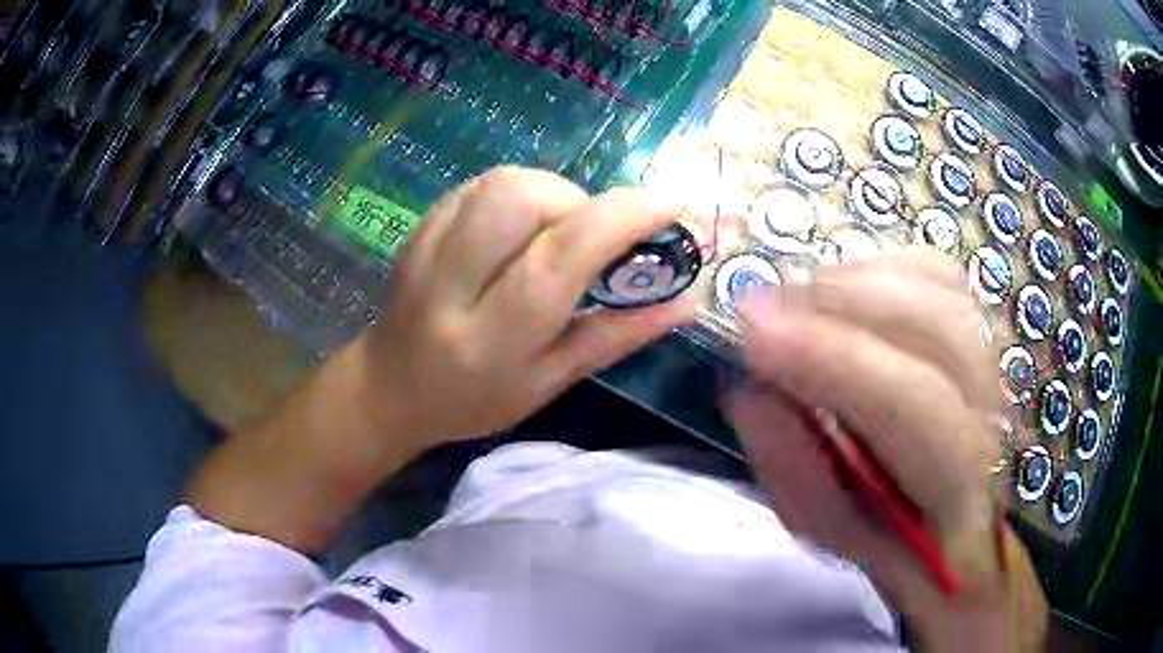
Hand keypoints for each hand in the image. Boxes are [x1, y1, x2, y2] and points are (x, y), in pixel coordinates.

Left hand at [187, 167, 696, 551]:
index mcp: (490, 337)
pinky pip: (484, 183)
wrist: (388, 386)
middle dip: (581, 202)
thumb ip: (618, 336)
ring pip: (504, 181)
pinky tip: (523, 229)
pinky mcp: (420, 223)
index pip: (559, 256)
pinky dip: (523, 193)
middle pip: (525, 198)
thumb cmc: (474, 399)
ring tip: (559, 234)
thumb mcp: (550, 382)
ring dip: (554, 194)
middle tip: (594, 238)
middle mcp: (451, 281)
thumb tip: (687, 300)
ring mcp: (427, 245)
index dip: (624, 219)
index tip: (672, 206)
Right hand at [725, 248, 1045, 650]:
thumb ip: (791, 465)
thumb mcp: (829, 528)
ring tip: (798, 302)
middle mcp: (993, 414)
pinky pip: (939, 270)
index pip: (911, 406)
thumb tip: (752, 387)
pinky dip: (881, 265)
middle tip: (766, 309)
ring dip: (856, 281)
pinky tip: (844, 290)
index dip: (832, 360)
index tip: (752, 333)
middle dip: (842, 305)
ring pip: (941, 287)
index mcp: (956, 489)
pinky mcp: (985, 328)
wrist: (953, 519)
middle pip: (936, 330)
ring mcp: (997, 362)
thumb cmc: (890, 533)